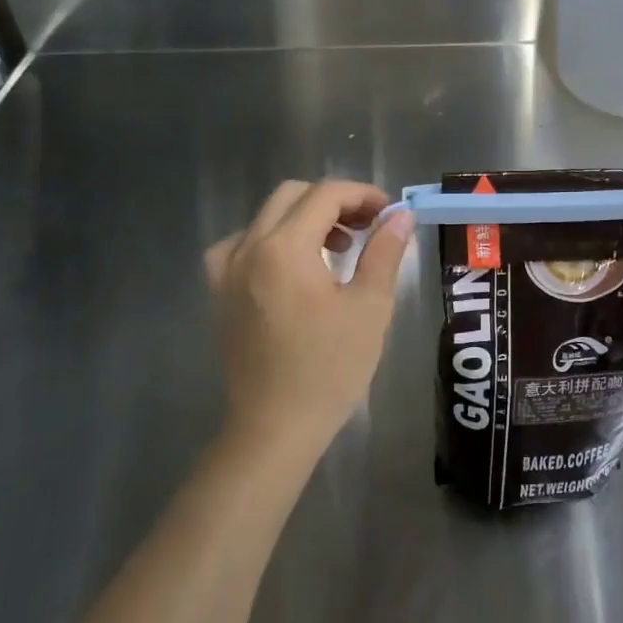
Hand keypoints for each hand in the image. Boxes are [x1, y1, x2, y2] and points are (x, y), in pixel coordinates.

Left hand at [204, 180, 414, 456]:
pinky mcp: (220, 294)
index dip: (363, 194)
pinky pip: (242, 245)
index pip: (326, 194)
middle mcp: (248, 248)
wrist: (275, 428)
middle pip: (292, 196)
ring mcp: (227, 271)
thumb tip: (401, 215)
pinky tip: (291, 266)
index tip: (390, 213)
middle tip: (368, 227)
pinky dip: (272, 241)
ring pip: (267, 217)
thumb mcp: (370, 307)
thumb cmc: (329, 368)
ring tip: (338, 248)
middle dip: (335, 202)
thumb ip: (384, 252)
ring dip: (304, 218)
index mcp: (284, 247)